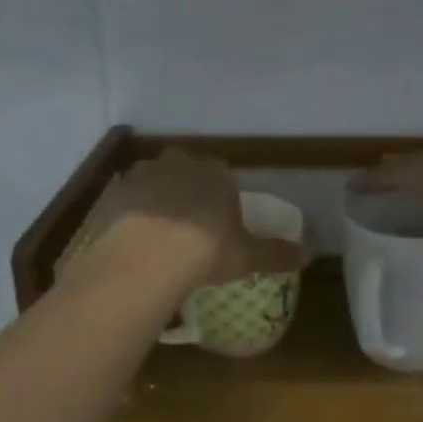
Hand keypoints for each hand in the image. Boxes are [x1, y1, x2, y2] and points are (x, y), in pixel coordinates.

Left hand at [90, 150, 308, 290]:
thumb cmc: (206, 251)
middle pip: (186, 170)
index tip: (219, 221)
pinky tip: (134, 236)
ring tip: (159, 231)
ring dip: (158, 197)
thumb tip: (307, 255)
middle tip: (189, 222)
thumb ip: (276, 254)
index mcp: (217, 173)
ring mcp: (144, 174)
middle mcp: (181, 164)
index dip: (221, 197)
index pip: (223, 176)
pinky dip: (131, 212)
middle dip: (188, 188)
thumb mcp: (247, 257)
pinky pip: (127, 198)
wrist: (147, 257)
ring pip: (155, 180)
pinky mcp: (115, 191)